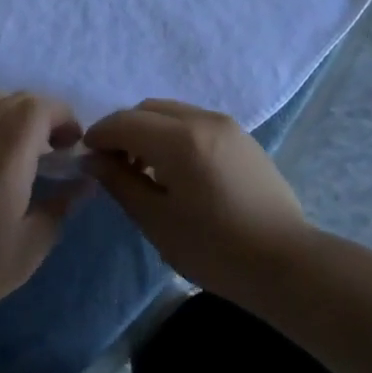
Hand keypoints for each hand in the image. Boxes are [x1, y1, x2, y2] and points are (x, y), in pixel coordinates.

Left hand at [0, 92, 87, 334]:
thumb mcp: (27, 250)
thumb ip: (59, 208)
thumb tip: (82, 183)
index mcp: (4, 158)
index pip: (39, 107)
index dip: (64, 116)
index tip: (73, 147)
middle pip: (17, 98)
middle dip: (46, 115)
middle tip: (56, 150)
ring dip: (18, 114)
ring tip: (26, 150)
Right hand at [84, 99, 309, 293]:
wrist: (285, 263)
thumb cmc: (214, 248)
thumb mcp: (157, 219)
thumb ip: (120, 182)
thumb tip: (93, 160)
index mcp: (180, 139)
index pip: (124, 121)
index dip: (99, 135)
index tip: (86, 158)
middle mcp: (204, 120)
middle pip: (149, 110)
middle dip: (124, 130)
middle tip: (114, 165)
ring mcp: (228, 126)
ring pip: (174, 113)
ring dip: (150, 131)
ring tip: (145, 171)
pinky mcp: (243, 139)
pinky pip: (196, 123)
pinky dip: (175, 135)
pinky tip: (177, 171)